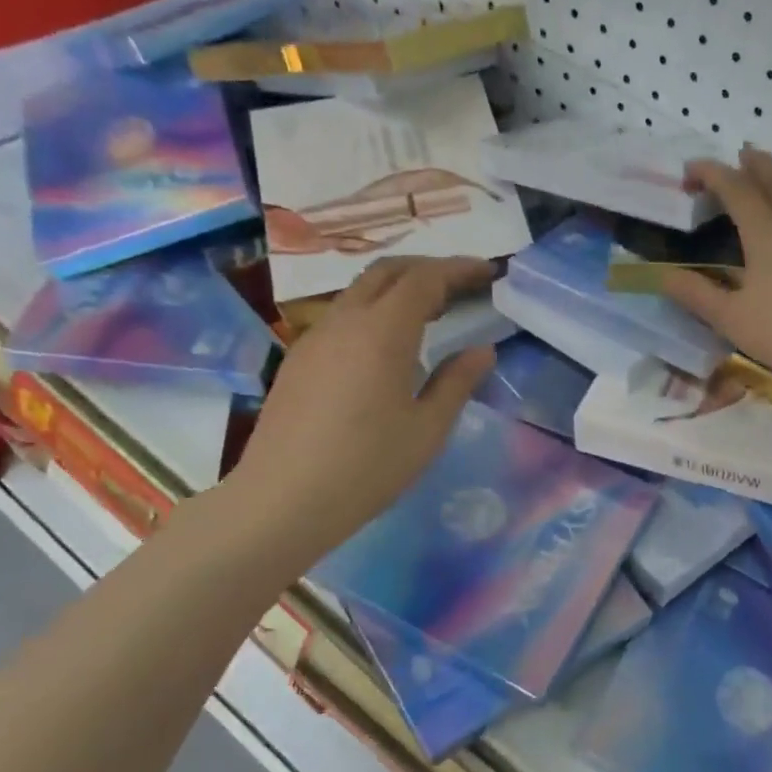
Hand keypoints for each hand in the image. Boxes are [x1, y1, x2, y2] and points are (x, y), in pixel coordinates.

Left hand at [229, 256, 496, 559]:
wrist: (282, 501)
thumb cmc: (366, 468)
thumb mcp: (426, 430)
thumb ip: (457, 382)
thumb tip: (482, 351)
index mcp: (382, 332)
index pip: (425, 279)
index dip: (459, 269)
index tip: (489, 272)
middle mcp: (345, 321)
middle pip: (388, 272)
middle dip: (428, 269)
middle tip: (462, 286)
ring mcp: (315, 338)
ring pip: (360, 292)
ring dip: (399, 289)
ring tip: (431, 314)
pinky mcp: (299, 360)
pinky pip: (342, 317)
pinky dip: (374, 312)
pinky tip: (387, 347)